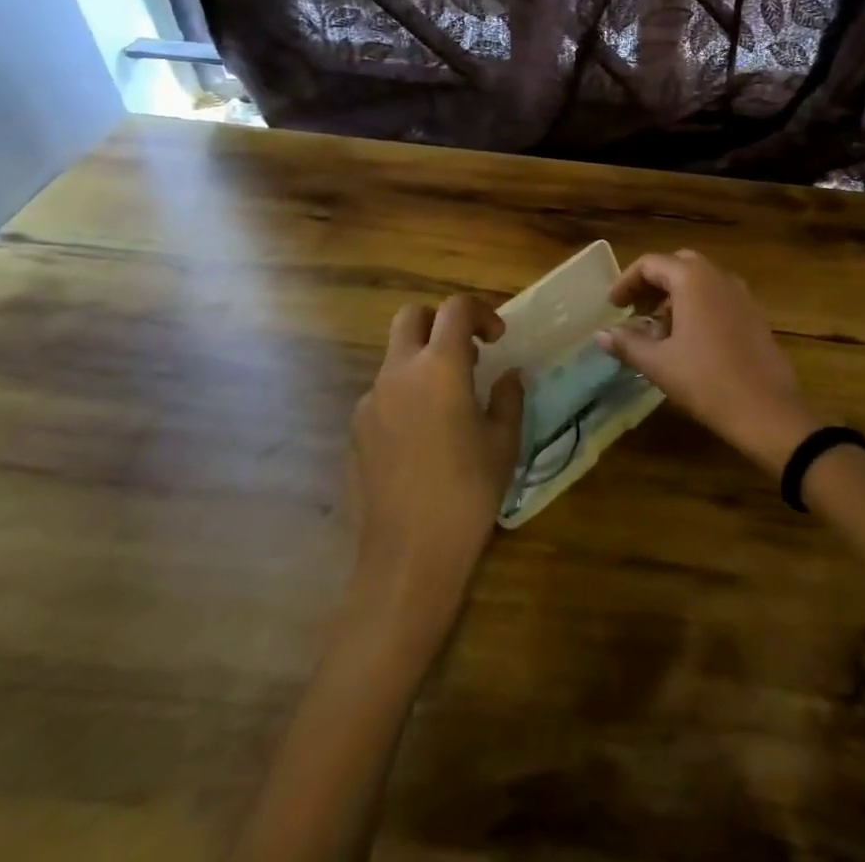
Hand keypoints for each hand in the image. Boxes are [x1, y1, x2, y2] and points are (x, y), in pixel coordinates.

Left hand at [350, 295, 523, 620]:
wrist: (408, 555)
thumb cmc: (468, 491)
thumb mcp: (504, 441)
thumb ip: (508, 397)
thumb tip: (509, 376)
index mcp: (440, 366)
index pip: (455, 309)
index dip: (480, 312)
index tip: (497, 339)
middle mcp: (398, 372)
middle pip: (411, 317)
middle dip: (440, 322)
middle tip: (467, 354)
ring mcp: (370, 402)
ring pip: (394, 358)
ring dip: (421, 363)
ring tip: (448, 405)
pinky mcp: (355, 432)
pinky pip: (382, 395)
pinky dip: (404, 397)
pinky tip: (422, 440)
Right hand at [597, 250, 820, 474]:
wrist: (767, 411)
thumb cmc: (706, 381)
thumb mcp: (659, 364)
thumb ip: (627, 343)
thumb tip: (602, 334)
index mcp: (692, 278)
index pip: (650, 264)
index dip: (626, 282)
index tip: (612, 306)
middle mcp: (718, 276)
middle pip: (677, 265)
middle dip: (652, 284)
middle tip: (634, 311)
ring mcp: (741, 294)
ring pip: (700, 281)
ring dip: (674, 296)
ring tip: (657, 329)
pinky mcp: (754, 314)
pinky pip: (718, 297)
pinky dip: (696, 306)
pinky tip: (688, 340)